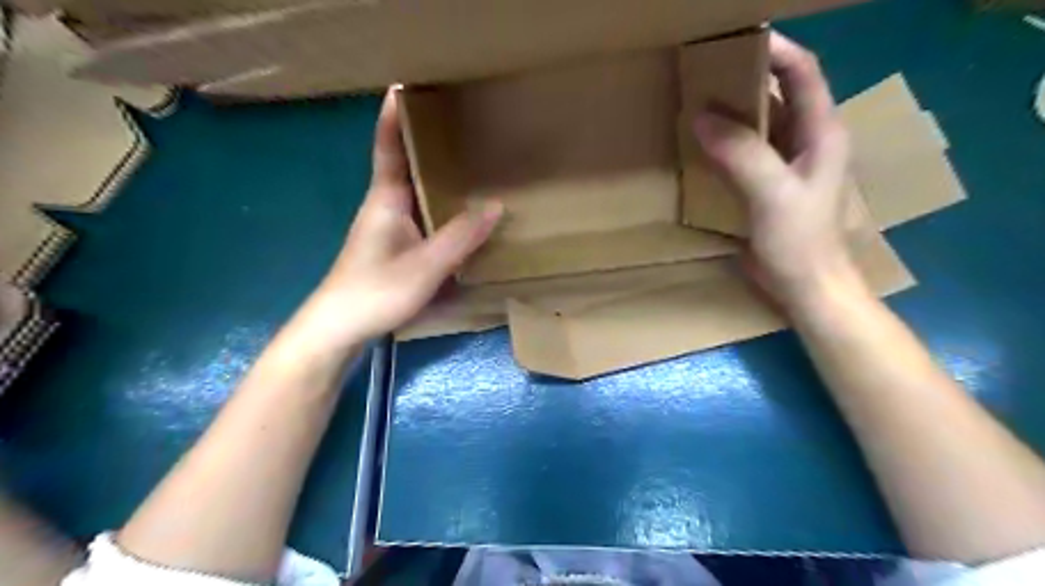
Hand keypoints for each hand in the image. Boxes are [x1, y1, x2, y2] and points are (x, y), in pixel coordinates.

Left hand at [303, 88, 501, 348]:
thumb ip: (461, 237)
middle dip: (428, 142)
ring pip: (416, 192)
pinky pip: (422, 217)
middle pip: (406, 164)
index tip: (408, 84)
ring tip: (470, 164)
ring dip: (437, 176)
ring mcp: (389, 229)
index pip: (389, 145)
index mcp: (386, 199)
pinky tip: (461, 215)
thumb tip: (496, 206)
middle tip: (460, 123)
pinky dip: (440, 207)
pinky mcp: (395, 249)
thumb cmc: (375, 291)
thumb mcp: (425, 265)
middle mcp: (385, 206)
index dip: (395, 115)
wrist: (339, 330)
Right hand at [693, 33, 866, 311]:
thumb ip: (741, 154)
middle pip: (779, 94)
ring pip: (760, 123)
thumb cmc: (800, 241)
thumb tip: (701, 117)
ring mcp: (786, 165)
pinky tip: (702, 142)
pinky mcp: (768, 186)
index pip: (803, 74)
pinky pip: (746, 151)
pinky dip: (726, 141)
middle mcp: (806, 141)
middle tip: (707, 70)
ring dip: (733, 110)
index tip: (735, 41)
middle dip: (746, 77)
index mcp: (821, 133)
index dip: (776, 51)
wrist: (805, 286)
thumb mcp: (772, 195)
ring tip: (698, 99)